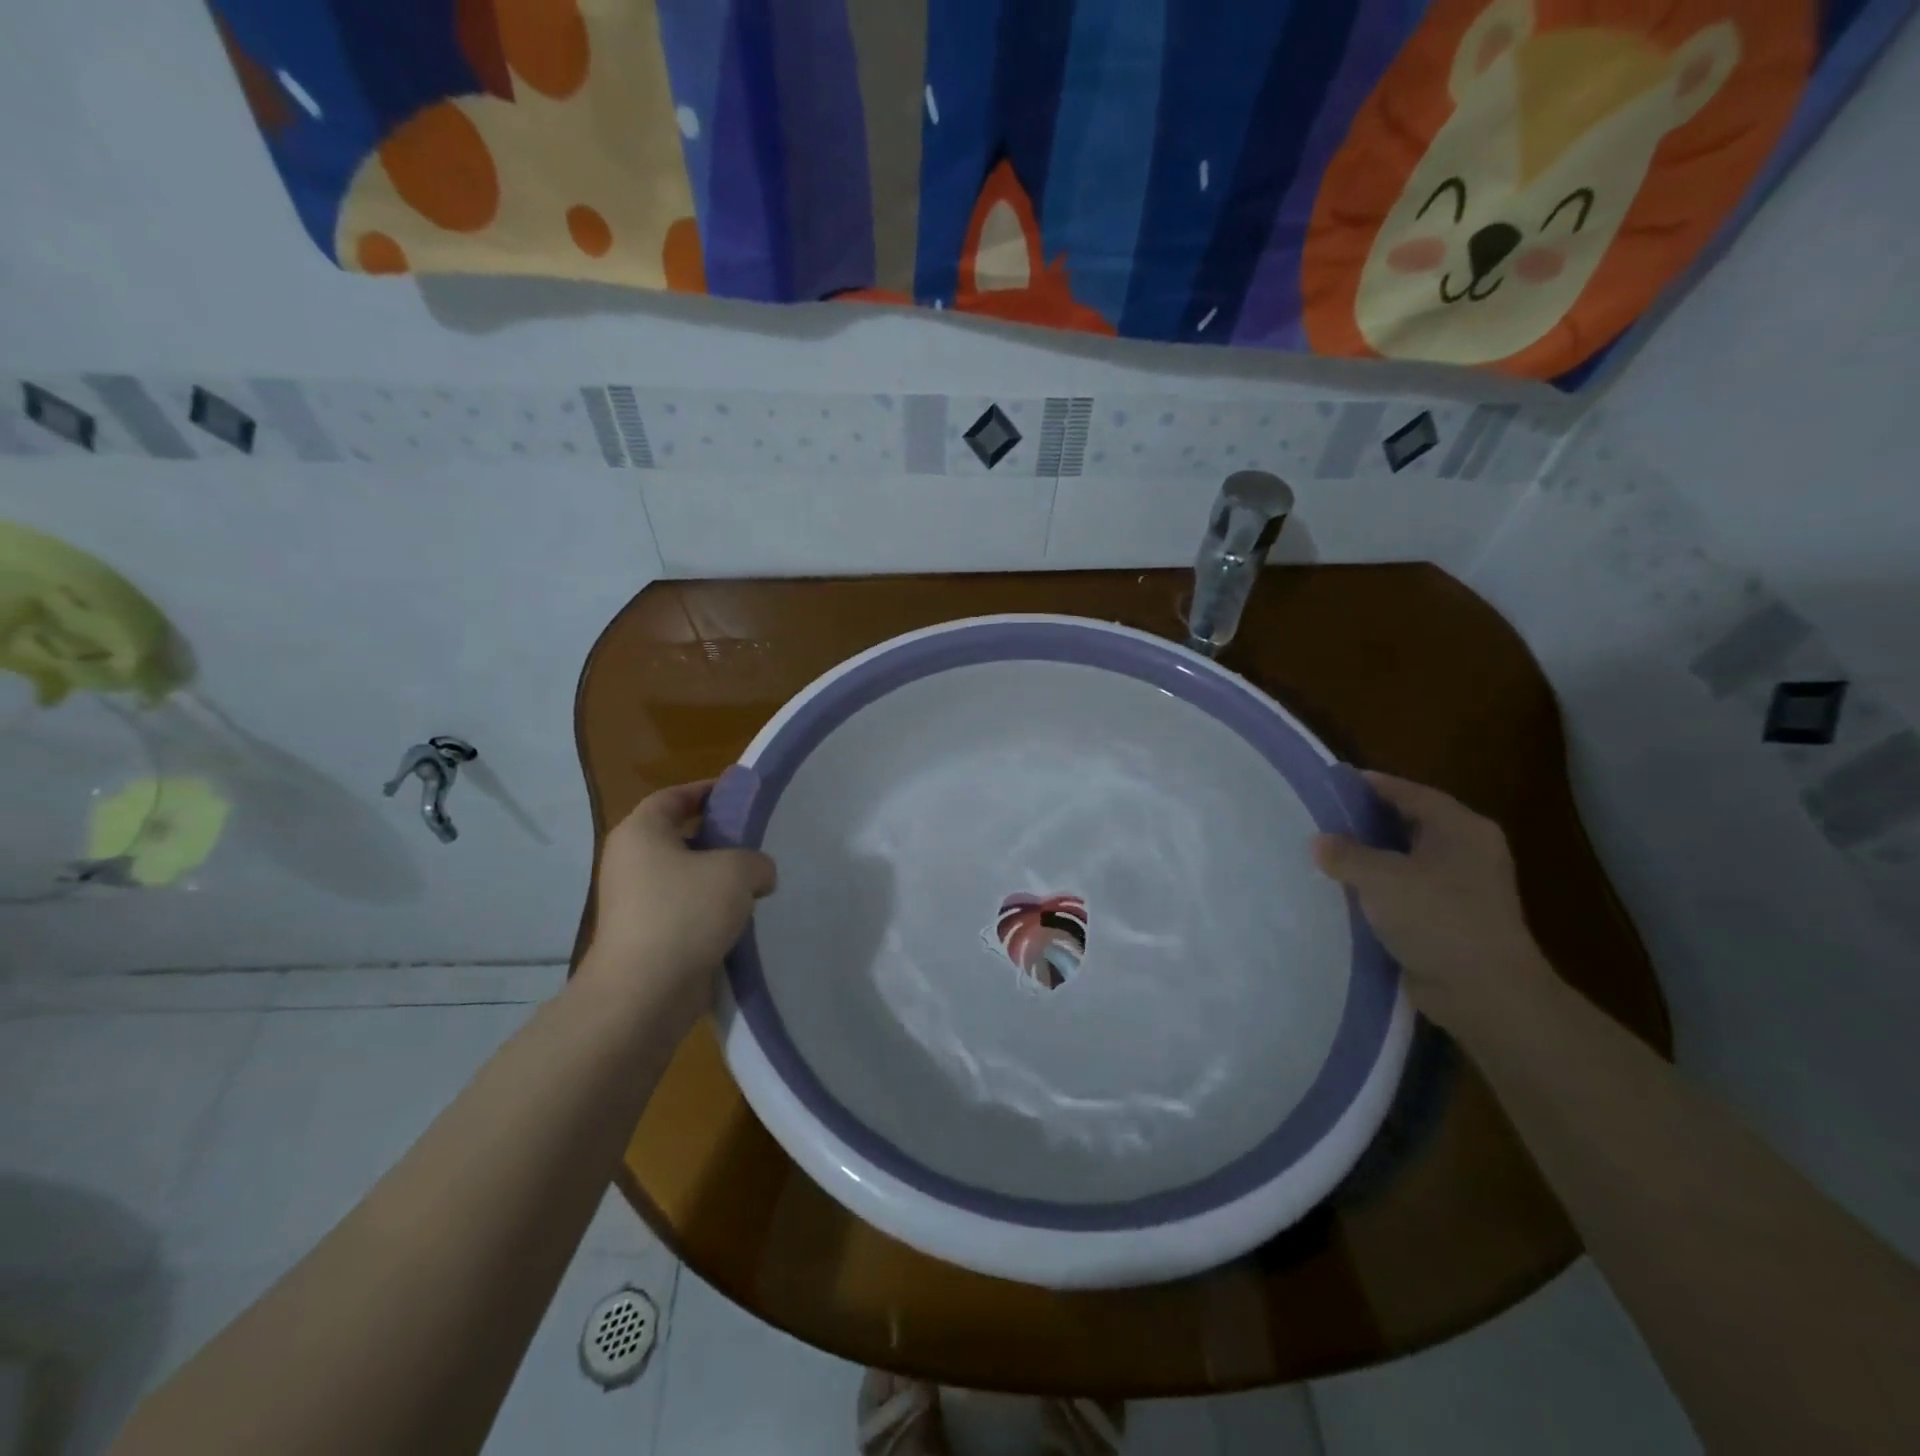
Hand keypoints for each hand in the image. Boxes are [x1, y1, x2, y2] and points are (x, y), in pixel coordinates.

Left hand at [585, 781, 775, 1004]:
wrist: (644, 992)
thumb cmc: (685, 913)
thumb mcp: (737, 871)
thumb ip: (757, 861)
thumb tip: (758, 875)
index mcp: (641, 832)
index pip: (674, 796)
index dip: (708, 791)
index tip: (741, 796)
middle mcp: (630, 862)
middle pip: (679, 837)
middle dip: (719, 839)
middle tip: (757, 843)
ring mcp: (634, 902)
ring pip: (684, 877)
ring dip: (718, 880)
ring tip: (757, 885)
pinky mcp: (644, 936)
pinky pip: (683, 911)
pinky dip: (709, 912)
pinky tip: (740, 921)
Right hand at [1312, 773, 1555, 1036]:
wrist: (1485, 993)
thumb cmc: (1437, 919)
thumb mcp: (1381, 878)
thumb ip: (1346, 854)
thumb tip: (1320, 841)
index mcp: (1461, 828)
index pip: (1410, 793)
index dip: (1371, 785)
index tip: (1332, 782)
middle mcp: (1467, 850)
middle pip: (1410, 823)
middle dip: (1368, 822)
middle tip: (1323, 818)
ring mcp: (1463, 887)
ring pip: (1407, 860)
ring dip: (1372, 859)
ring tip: (1327, 855)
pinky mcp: (1452, 919)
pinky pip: (1409, 891)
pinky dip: (1381, 889)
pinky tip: (1348, 894)